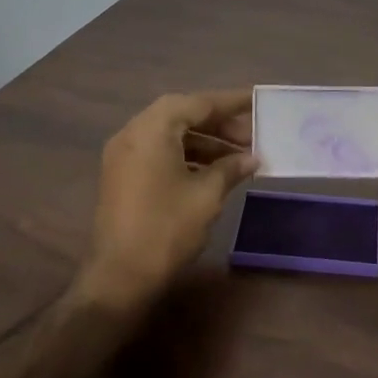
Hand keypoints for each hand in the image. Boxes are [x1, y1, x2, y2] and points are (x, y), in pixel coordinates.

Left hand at [76, 90, 259, 309]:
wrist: (119, 277)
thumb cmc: (166, 229)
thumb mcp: (206, 196)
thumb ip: (230, 168)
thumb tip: (251, 158)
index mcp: (152, 129)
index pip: (197, 103)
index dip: (231, 103)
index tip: (257, 101)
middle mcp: (133, 133)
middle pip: (182, 115)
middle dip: (218, 124)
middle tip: (251, 136)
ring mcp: (124, 155)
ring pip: (170, 135)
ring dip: (204, 141)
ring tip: (238, 156)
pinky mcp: (122, 175)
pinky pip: (159, 152)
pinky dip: (186, 155)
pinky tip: (213, 171)